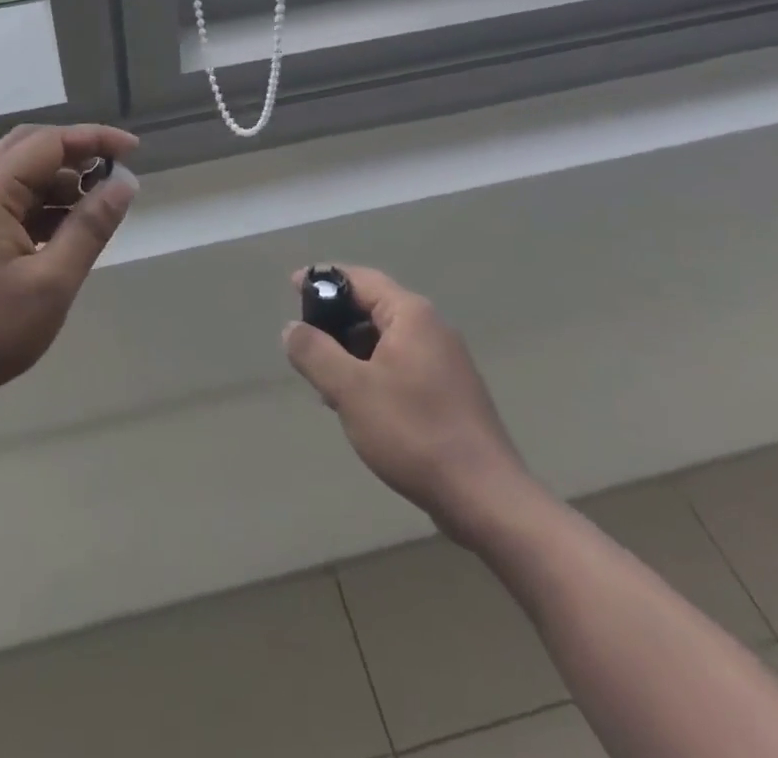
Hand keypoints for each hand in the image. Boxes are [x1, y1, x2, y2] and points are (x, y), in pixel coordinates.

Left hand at [0, 123, 138, 425]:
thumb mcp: (51, 282)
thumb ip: (90, 227)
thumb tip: (125, 182)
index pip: (50, 142)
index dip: (94, 138)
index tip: (134, 150)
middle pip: (32, 149)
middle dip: (77, 153)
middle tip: (114, 174)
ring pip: (24, 178)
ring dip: (63, 182)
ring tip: (99, 208)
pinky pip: (16, 205)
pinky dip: (47, 208)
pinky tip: (70, 235)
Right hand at [283, 265, 536, 543]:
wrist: (486, 498)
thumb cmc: (413, 432)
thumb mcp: (350, 390)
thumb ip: (315, 352)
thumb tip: (292, 327)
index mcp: (411, 314)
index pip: (359, 279)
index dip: (323, 280)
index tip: (291, 287)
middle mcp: (432, 328)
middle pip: (373, 307)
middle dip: (335, 322)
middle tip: (304, 345)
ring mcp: (445, 361)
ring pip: (386, 340)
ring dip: (352, 352)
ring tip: (325, 382)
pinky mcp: (450, 392)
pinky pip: (401, 365)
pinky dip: (373, 372)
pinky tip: (358, 405)